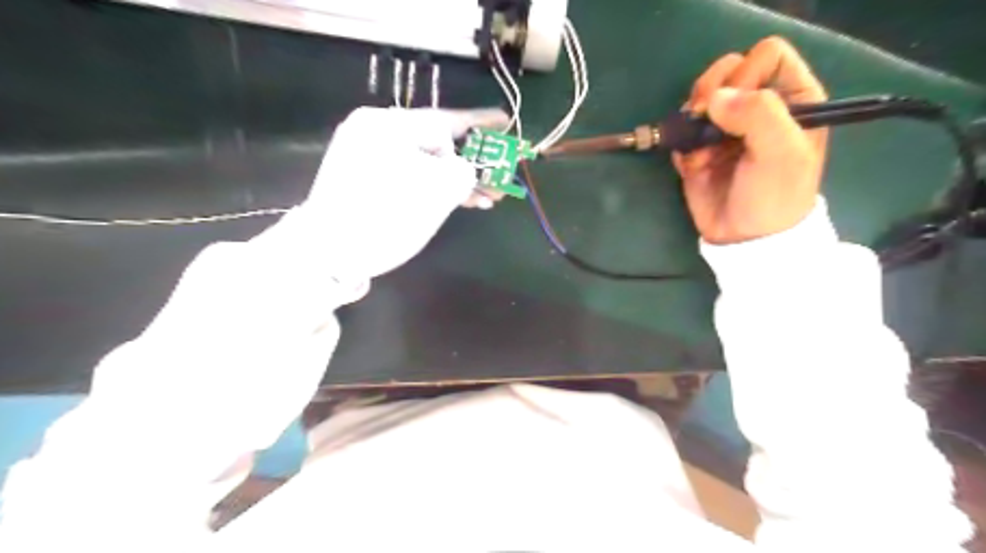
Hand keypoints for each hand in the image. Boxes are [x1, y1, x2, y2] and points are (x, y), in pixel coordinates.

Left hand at [294, 107, 508, 280]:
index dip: (480, 123)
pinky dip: (432, 187)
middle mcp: (375, 132)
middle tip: (498, 178)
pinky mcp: (365, 179)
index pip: (445, 120)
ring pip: (424, 163)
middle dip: (472, 162)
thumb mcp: (436, 193)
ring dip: (455, 180)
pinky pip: (409, 175)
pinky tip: (458, 201)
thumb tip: (466, 169)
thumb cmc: (384, 219)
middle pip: (436, 143)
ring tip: (485, 199)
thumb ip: (464, 172)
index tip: (505, 121)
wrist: (328, 255)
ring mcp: (367, 156)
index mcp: (389, 125)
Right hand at [675, 36, 825, 244]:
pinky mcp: (699, 148)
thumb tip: (713, 99)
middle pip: (727, 70)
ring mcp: (725, 128)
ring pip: (698, 98)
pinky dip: (681, 146)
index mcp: (792, 98)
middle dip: (709, 92)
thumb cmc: (774, 195)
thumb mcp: (781, 153)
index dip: (747, 74)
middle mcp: (757, 107)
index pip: (767, 56)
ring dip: (691, 121)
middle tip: (704, 118)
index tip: (738, 107)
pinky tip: (692, 167)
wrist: (746, 238)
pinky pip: (682, 131)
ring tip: (698, 149)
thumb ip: (758, 114)